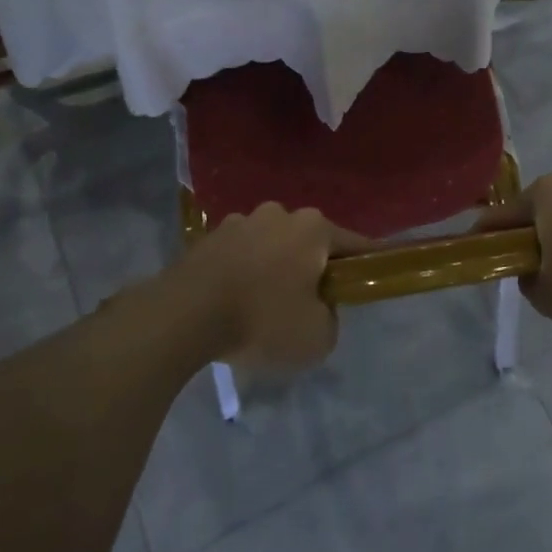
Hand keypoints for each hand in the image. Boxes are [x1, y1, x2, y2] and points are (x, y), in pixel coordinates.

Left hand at [170, 204, 367, 370]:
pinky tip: (233, 303)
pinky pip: (238, 255)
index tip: (367, 281)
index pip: (353, 244)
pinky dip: (242, 273)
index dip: (365, 264)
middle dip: (311, 268)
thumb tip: (320, 308)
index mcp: (313, 228)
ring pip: (270, 246)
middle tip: (307, 305)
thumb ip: (331, 319)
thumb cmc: (262, 320)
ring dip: (273, 268)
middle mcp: (279, 213)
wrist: (184, 316)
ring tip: (262, 307)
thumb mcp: (317, 338)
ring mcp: (240, 221)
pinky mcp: (207, 237)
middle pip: (308, 242)